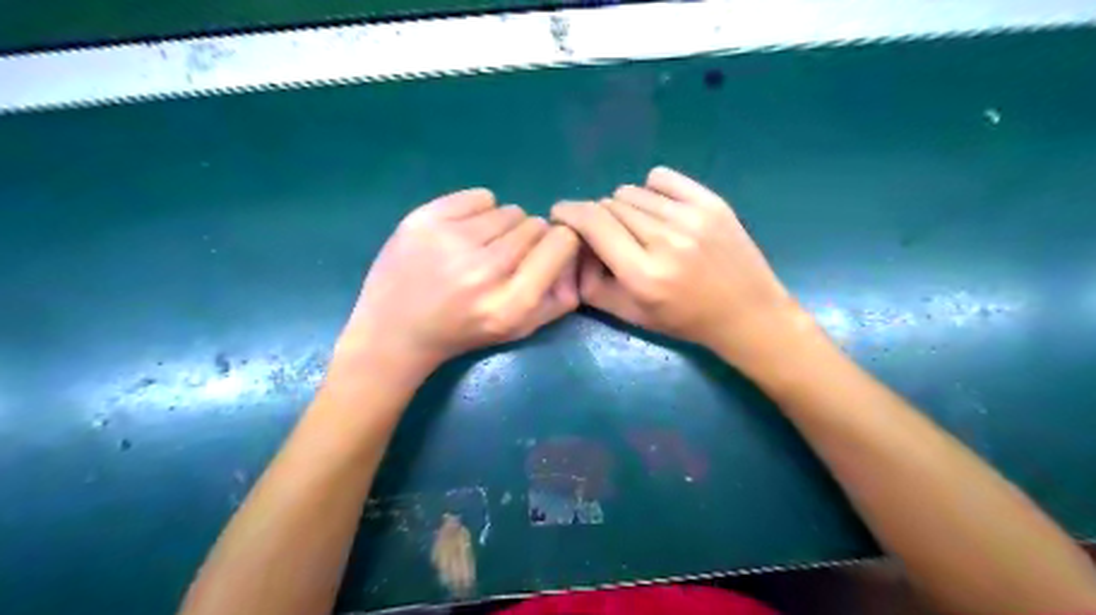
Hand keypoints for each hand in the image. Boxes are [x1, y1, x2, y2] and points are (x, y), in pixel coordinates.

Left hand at [335, 188, 582, 378]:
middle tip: (505, 257)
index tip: (546, 251)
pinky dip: (479, 211)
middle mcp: (485, 270)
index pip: (562, 243)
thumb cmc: (463, 332)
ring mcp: (452, 241)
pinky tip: (463, 233)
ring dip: (503, 226)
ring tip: (481, 247)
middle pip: (535, 225)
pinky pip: (480, 196)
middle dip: (529, 238)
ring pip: (509, 210)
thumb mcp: (518, 329)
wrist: (395, 331)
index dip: (559, 243)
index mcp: (511, 303)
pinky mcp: (425, 219)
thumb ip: (558, 299)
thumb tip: (577, 255)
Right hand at [554, 166, 807, 369]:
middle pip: (610, 205)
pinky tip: (658, 211)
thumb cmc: (685, 320)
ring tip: (638, 228)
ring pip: (632, 192)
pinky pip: (660, 178)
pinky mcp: (712, 202)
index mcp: (643, 274)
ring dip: (624, 207)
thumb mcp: (632, 316)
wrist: (747, 312)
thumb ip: (592, 286)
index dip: (569, 212)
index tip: (560, 214)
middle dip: (598, 217)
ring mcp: (692, 217)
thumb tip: (571, 249)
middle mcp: (666, 240)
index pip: (593, 223)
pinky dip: (650, 191)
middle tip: (607, 236)